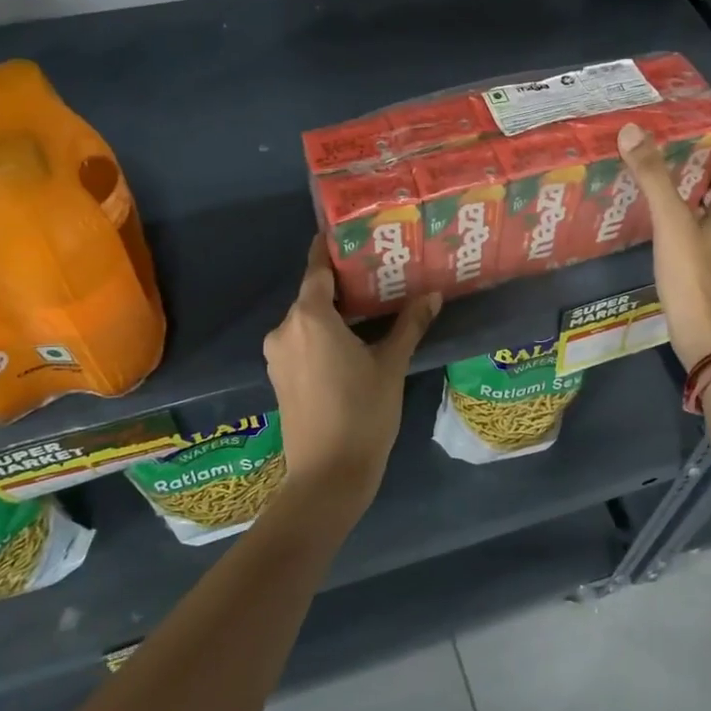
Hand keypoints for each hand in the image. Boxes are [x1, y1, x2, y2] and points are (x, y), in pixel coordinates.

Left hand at [263, 237, 440, 514]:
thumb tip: (433, 295)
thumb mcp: (390, 365)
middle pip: (313, 294)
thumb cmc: (362, 413)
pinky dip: (323, 334)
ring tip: (370, 306)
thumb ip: (409, 325)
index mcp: (310, 317)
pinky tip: (351, 342)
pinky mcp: (279, 377)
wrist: (327, 477)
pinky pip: (301, 341)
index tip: (350, 234)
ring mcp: (278, 355)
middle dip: (342, 283)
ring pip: (307, 320)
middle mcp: (286, 329)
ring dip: (333, 312)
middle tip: (378, 272)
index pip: (317, 268)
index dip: (330, 248)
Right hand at [618, 124, 710, 368]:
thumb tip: (632, 131)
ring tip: (658, 176)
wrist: (707, 336)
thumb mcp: (671, 222)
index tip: (693, 122)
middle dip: (700, 161)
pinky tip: (660, 219)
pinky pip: (703, 229)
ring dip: (692, 189)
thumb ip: (653, 177)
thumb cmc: (694, 276)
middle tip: (665, 145)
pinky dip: (687, 216)